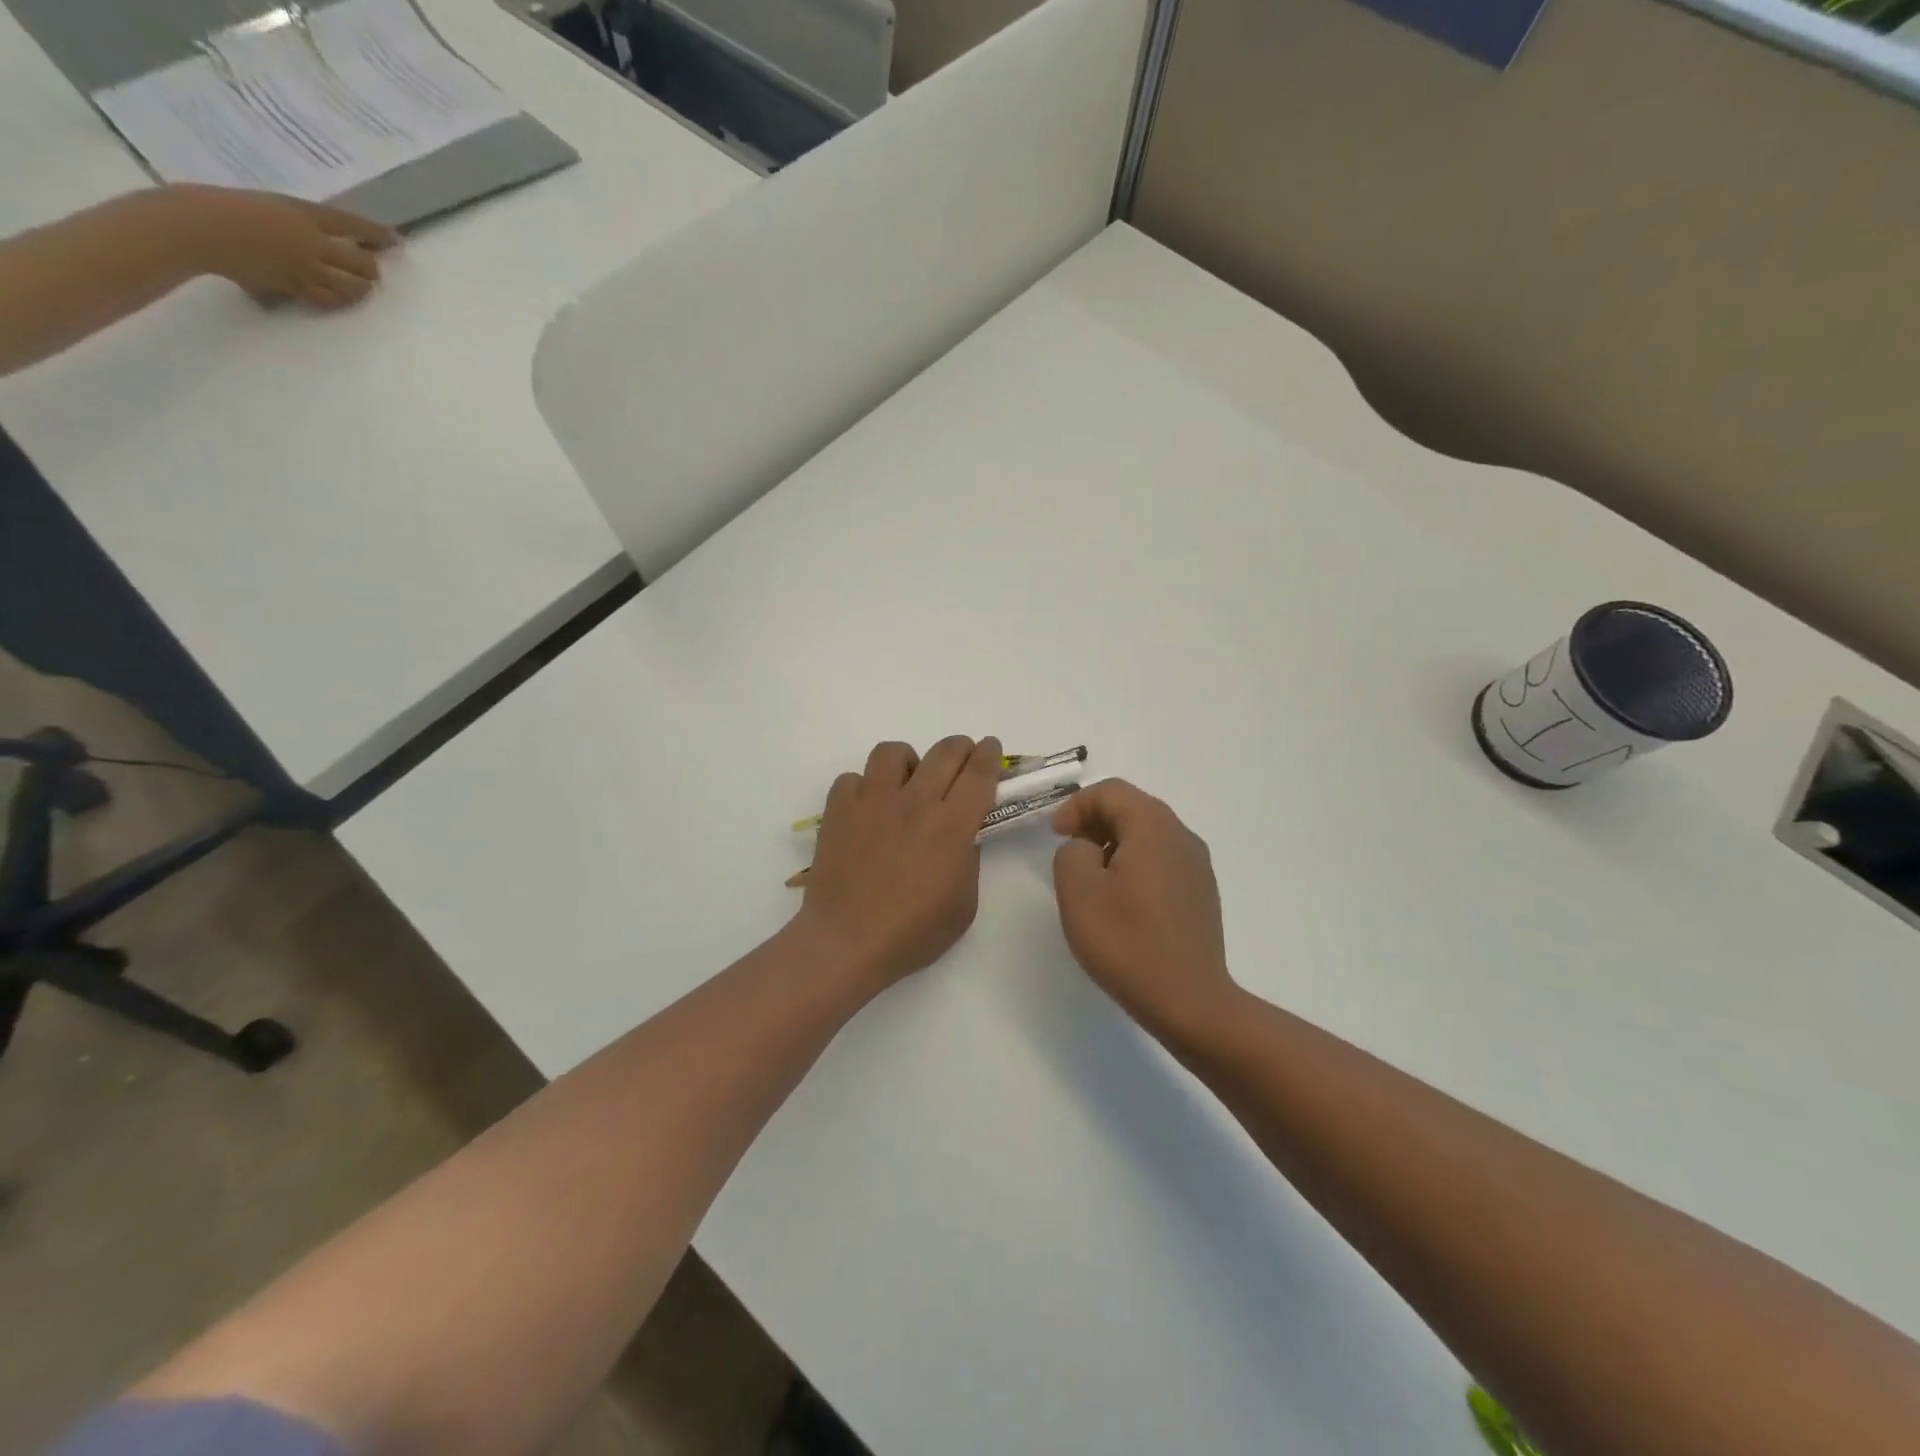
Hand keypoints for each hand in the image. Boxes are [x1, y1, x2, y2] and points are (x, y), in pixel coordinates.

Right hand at [172, 185, 399, 308]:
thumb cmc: (220, 205)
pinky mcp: (295, 286)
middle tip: (371, 271)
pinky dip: (340, 301)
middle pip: (363, 263)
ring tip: (360, 288)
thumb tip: (319, 235)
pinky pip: (330, 300)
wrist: (193, 225)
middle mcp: (312, 241)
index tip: (395, 240)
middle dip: (372, 269)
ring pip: (353, 287)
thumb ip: (296, 221)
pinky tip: (339, 299)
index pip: (351, 224)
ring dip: (361, 289)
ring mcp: (306, 267)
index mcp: (302, 213)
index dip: (377, 234)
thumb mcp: (266, 204)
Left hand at [797, 736, 1001, 991]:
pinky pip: (852, 778)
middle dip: (960, 747)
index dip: (989, 755)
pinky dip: (863, 787)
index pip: (978, 774)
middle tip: (961, 757)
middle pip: (944, 752)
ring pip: (892, 752)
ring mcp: (872, 802)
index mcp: (951, 826)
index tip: (991, 746)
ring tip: (907, 783)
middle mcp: (914, 802)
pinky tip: (867, 809)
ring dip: (908, 761)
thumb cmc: (912, 933)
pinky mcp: (838, 810)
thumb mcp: (963, 905)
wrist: (847, 942)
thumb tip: (961, 835)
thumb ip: (968, 861)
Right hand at [1051, 779, 1237, 1036]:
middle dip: (1094, 821)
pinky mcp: (1202, 893)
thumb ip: (1072, 851)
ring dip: (1114, 843)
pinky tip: (1122, 900)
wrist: (1189, 1001)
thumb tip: (1087, 848)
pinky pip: (1162, 860)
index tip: (1054, 834)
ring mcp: (1198, 865)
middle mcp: (1182, 836)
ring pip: (1149, 835)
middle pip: (1133, 808)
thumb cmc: (1127, 942)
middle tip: (1067, 848)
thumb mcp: (1078, 891)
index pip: (1111, 792)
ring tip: (1091, 876)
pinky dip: (1136, 864)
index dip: (1076, 806)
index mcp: (1154, 826)